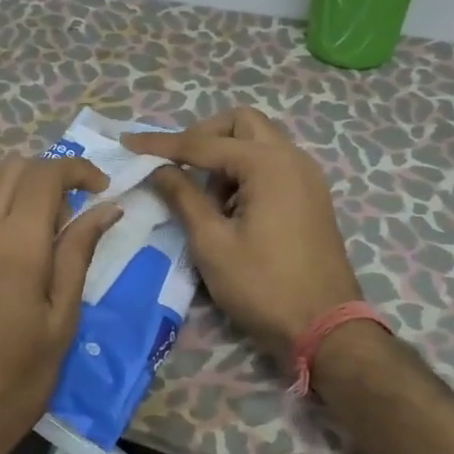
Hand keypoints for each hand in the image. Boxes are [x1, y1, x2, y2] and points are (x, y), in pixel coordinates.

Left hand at [0, 155, 122, 453]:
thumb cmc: (13, 382)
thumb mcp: (60, 323)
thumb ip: (78, 256)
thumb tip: (106, 208)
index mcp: (18, 243)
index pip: (46, 174)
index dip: (76, 170)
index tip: (96, 188)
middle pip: (9, 168)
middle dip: (43, 177)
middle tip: (59, 216)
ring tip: (14, 217)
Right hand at [122, 108, 362, 368]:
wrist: (326, 329)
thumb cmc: (263, 286)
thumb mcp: (212, 243)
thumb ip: (183, 197)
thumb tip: (158, 169)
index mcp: (268, 164)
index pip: (203, 143)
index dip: (161, 144)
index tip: (128, 144)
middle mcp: (292, 158)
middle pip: (241, 124)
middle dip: (203, 136)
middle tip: (177, 165)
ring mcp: (307, 177)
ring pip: (259, 143)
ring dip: (226, 156)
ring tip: (204, 198)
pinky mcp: (311, 198)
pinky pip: (273, 166)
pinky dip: (246, 173)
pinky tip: (231, 208)